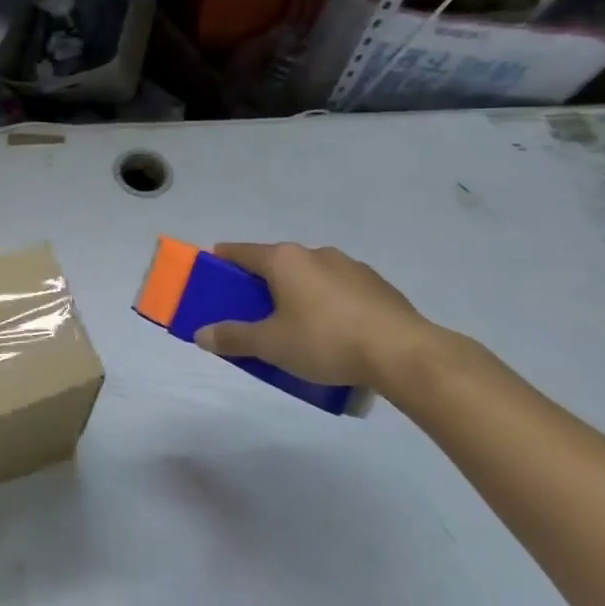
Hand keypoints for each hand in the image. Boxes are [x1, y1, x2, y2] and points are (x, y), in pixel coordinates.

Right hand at [195, 243, 437, 387]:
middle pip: (277, 263)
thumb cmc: (325, 341)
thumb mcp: (271, 345)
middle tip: (252, 310)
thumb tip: (201, 334)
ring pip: (311, 275)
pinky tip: (334, 332)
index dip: (222, 260)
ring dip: (298, 293)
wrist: (404, 353)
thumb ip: (234, 338)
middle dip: (262, 283)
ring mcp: (350, 266)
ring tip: (296, 326)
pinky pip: (339, 289)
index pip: (241, 252)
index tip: (212, 270)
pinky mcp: (378, 285)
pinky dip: (328, 303)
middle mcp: (315, 254)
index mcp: (284, 260)